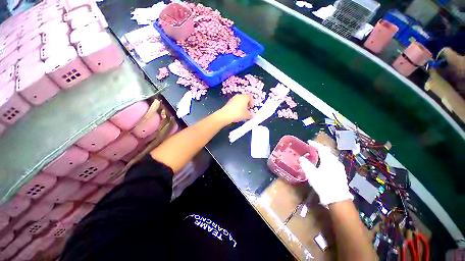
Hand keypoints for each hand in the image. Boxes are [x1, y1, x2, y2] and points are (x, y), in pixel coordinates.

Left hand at [217, 94, 252, 123]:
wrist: (226, 115)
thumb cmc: (238, 114)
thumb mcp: (246, 116)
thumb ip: (251, 115)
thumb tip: (252, 115)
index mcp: (245, 97)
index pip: (250, 97)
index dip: (252, 102)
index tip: (251, 107)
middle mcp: (239, 96)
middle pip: (245, 98)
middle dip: (247, 103)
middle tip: (247, 109)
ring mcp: (233, 98)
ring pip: (239, 100)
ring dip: (241, 104)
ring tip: (241, 111)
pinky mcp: (229, 101)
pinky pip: (235, 102)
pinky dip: (237, 105)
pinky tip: (236, 111)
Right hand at [299, 140, 352, 205]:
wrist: (337, 199)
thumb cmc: (324, 185)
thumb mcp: (312, 174)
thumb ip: (306, 164)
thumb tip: (301, 158)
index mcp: (329, 160)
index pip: (322, 149)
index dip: (315, 144)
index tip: (309, 141)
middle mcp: (336, 162)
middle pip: (328, 151)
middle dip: (320, 148)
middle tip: (312, 147)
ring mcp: (339, 168)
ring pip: (331, 156)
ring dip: (324, 153)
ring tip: (317, 154)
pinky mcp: (340, 173)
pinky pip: (333, 161)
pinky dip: (327, 159)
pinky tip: (324, 163)